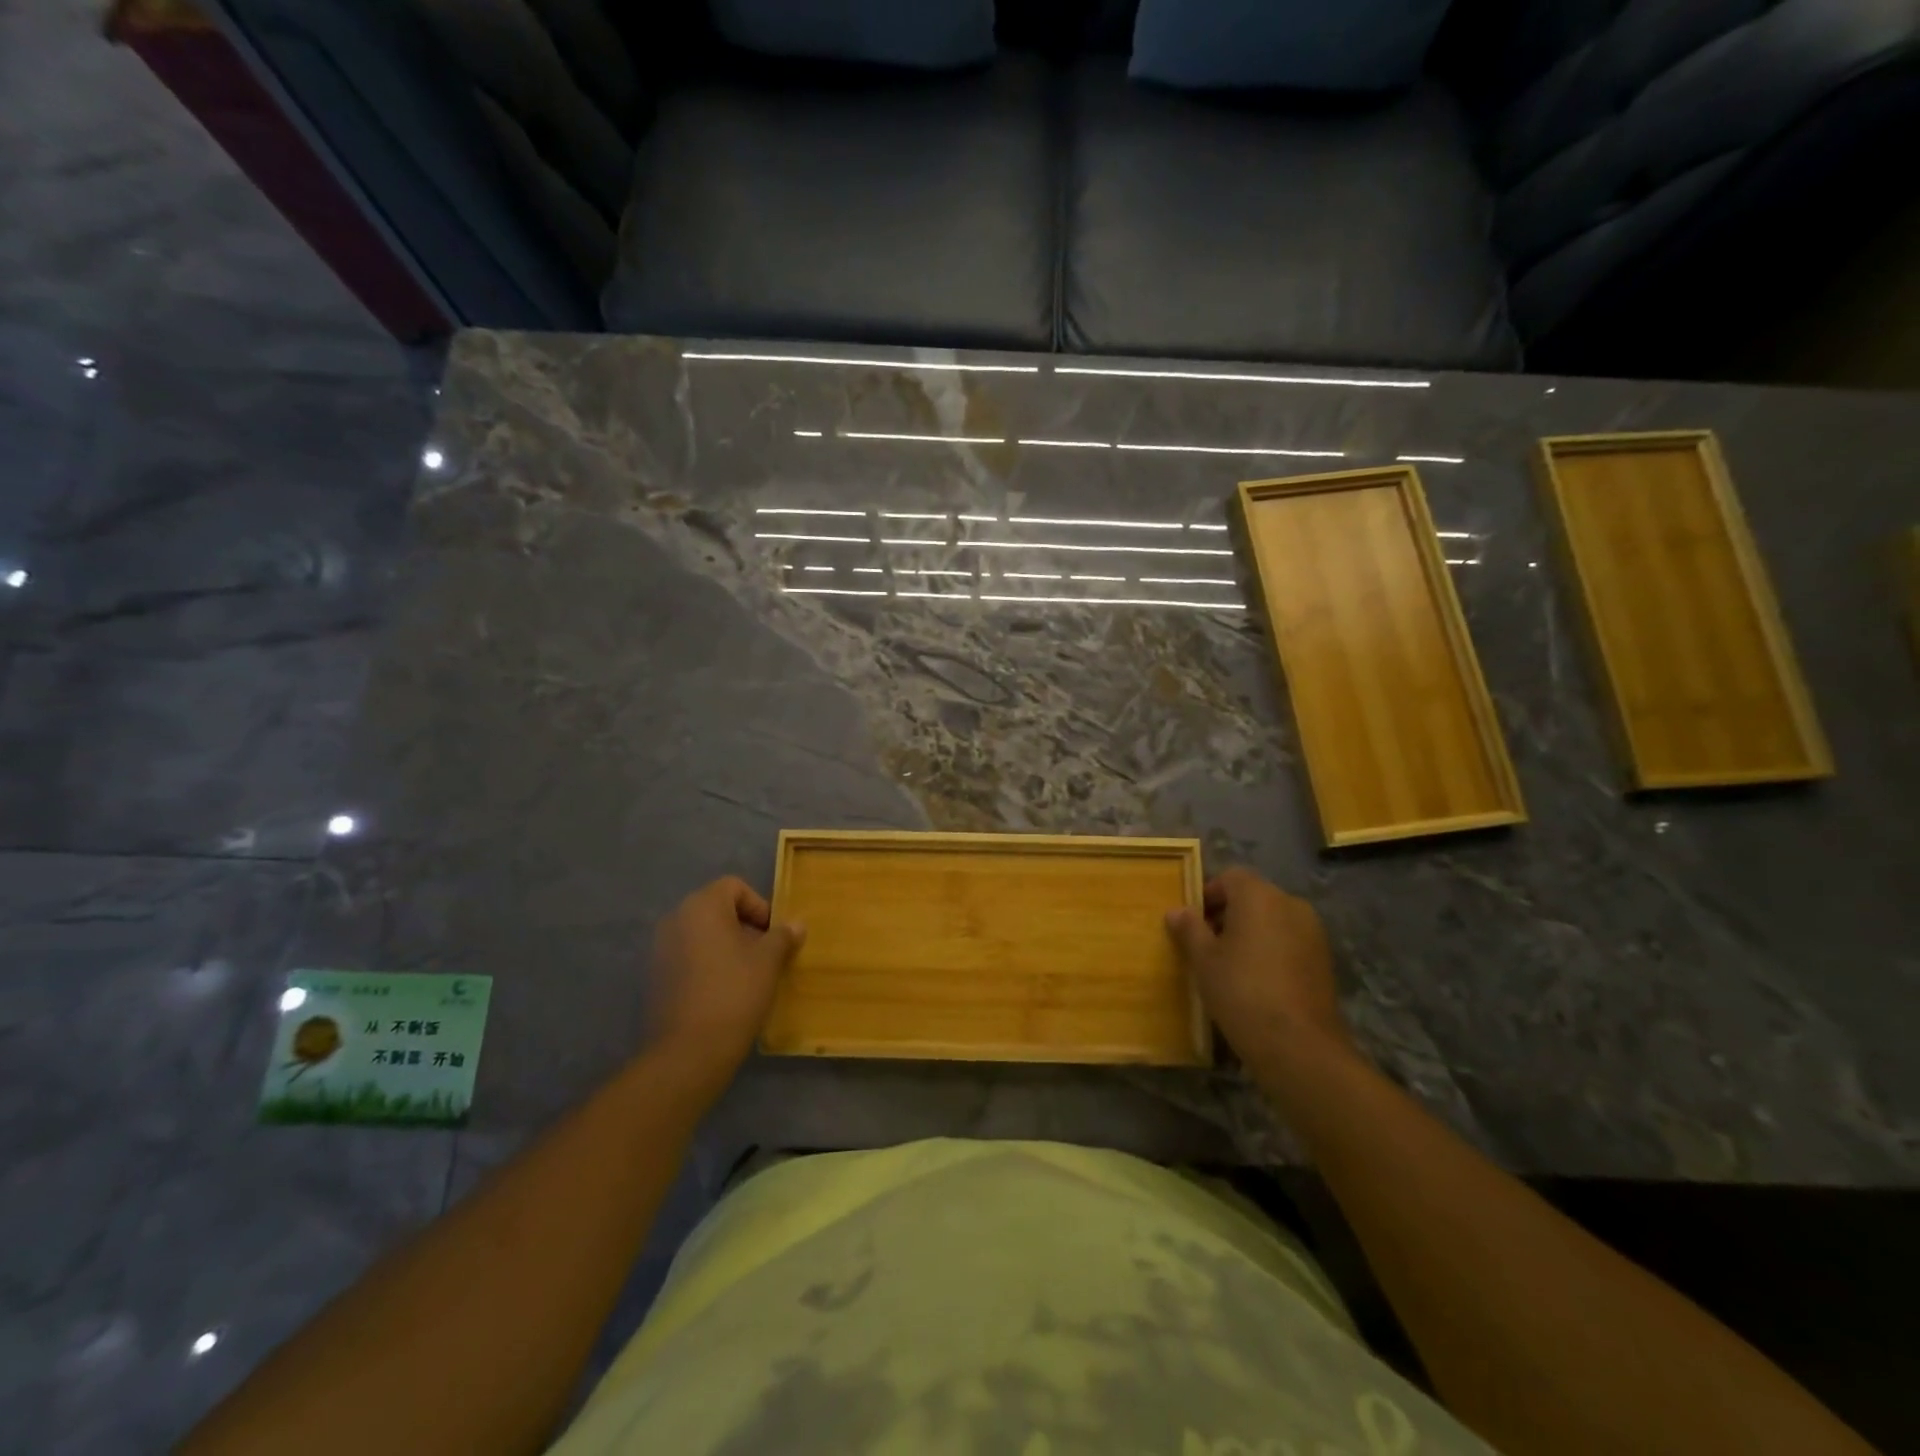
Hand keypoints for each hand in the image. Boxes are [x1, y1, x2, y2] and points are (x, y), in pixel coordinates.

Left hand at [645, 877, 804, 1094]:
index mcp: (702, 906)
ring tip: (747, 975)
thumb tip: (796, 924)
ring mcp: (661, 949)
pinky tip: (724, 992)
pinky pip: (688, 957)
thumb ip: (783, 936)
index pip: (734, 886)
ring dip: (726, 946)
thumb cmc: (735, 992)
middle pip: (717, 909)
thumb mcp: (769, 961)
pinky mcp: (656, 976)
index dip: (759, 906)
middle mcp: (676, 919)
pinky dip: (707, 965)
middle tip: (765, 955)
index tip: (772, 935)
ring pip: (702, 934)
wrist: (689, 1051)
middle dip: (744, 927)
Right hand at [1165, 868, 1353, 1070]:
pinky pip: (1290, 941)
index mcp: (1259, 896)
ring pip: (1273, 919)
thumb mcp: (1204, 960)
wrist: (1298, 1045)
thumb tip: (1177, 911)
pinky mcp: (1324, 959)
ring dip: (1251, 932)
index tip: (1193, 922)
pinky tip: (1257, 981)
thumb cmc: (1241, 991)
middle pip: (1253, 896)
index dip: (1208, 894)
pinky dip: (1272, 950)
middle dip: (1228, 914)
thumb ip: (1189, 929)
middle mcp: (1290, 904)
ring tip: (1231, 965)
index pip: (1231, 877)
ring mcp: (1313, 932)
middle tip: (1207, 945)